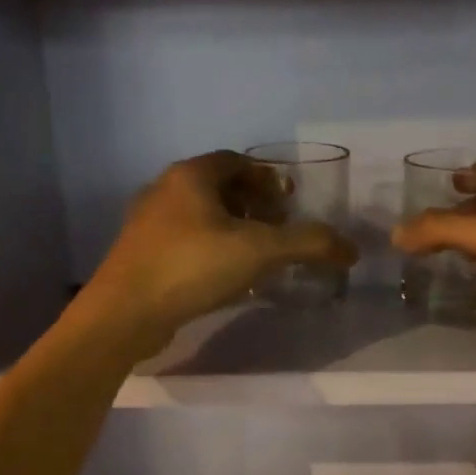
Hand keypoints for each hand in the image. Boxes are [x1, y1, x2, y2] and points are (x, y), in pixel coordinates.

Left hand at [81, 152, 356, 354]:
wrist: (124, 313)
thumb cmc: (191, 266)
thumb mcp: (259, 251)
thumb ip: (308, 243)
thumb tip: (351, 248)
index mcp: (190, 175)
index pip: (235, 161)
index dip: (266, 177)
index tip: (289, 200)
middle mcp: (165, 190)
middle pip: (218, 186)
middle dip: (252, 202)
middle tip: (278, 226)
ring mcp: (148, 224)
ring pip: (200, 215)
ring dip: (232, 227)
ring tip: (258, 253)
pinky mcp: (141, 255)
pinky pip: (186, 241)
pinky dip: (212, 248)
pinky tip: (227, 277)